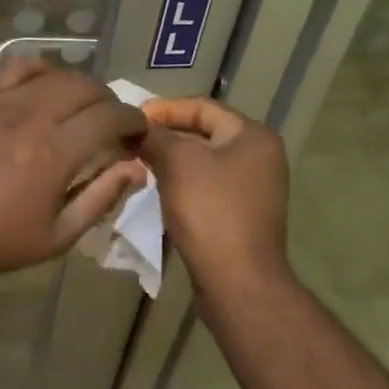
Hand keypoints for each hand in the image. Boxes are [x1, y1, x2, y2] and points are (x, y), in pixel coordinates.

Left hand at [0, 58, 148, 286]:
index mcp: (54, 152)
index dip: (132, 120)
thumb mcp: (56, 237)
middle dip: (108, 100)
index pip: (109, 117)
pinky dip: (38, 71)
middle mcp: (30, 115)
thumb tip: (135, 169)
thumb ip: (99, 198)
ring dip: (76, 84)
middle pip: (84, 86)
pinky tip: (41, 88)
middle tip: (112, 121)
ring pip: (52, 72)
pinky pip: (14, 69)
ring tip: (80, 104)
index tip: (138, 131)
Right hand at [141, 96, 292, 297]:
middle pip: (202, 133)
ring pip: (202, 161)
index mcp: (252, 136)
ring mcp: (252, 188)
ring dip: (169, 159)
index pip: (201, 107)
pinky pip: (205, 186)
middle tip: (129, 139)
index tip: (130, 118)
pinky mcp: (241, 214)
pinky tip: (154, 187)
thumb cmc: (210, 210)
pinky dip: (180, 182)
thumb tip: (134, 125)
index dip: (163, 109)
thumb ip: (154, 135)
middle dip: (164, 135)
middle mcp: (259, 157)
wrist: (237, 282)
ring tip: (135, 161)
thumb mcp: (177, 162)